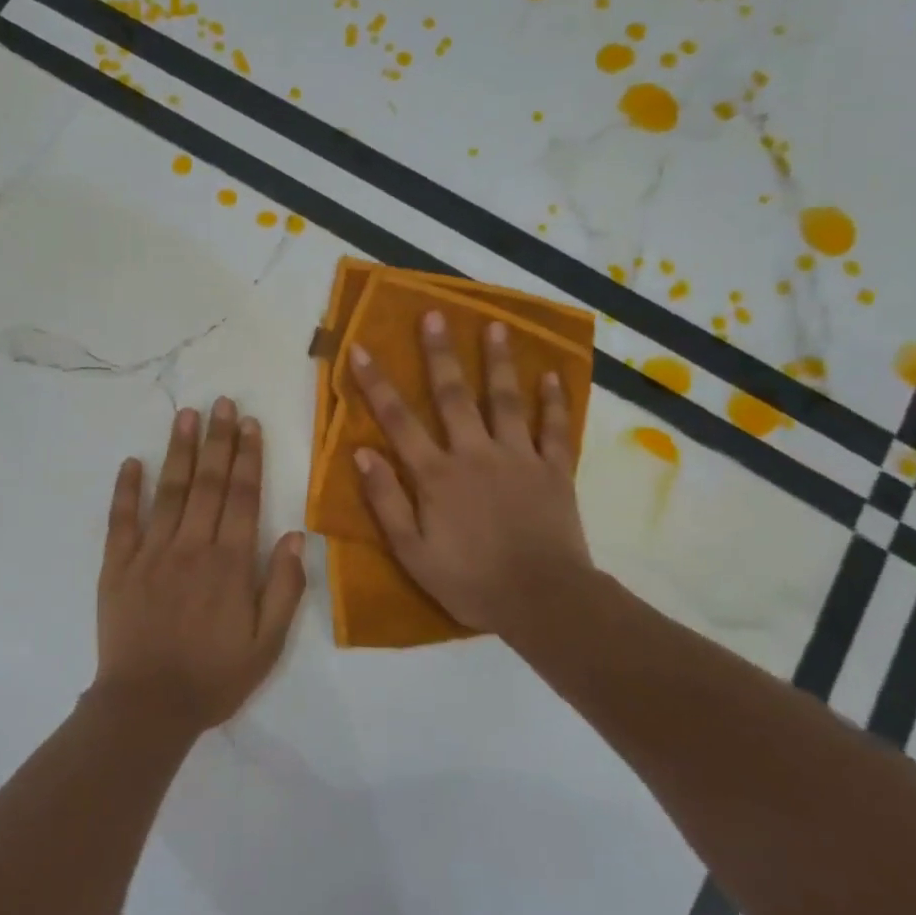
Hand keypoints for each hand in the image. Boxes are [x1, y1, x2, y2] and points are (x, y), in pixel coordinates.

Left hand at [96, 399, 307, 728]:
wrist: (147, 706)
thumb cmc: (213, 677)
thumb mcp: (267, 644)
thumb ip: (283, 587)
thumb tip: (293, 534)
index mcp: (230, 562)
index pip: (243, 496)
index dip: (248, 456)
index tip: (249, 423)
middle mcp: (192, 546)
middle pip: (208, 482)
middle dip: (217, 440)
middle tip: (221, 402)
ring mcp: (151, 553)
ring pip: (169, 491)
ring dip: (179, 451)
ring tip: (185, 415)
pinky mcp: (118, 566)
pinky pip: (122, 520)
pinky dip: (126, 490)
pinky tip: (131, 462)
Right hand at [349, 311, 593, 634]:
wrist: (541, 600)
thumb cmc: (469, 580)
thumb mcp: (412, 551)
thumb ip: (386, 501)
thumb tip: (362, 453)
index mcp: (437, 474)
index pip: (398, 420)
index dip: (376, 383)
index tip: (360, 348)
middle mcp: (475, 453)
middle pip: (453, 395)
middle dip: (439, 354)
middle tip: (434, 315)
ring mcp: (518, 457)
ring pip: (506, 400)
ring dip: (498, 361)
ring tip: (496, 325)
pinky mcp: (554, 470)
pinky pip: (554, 428)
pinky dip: (554, 401)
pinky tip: (551, 375)